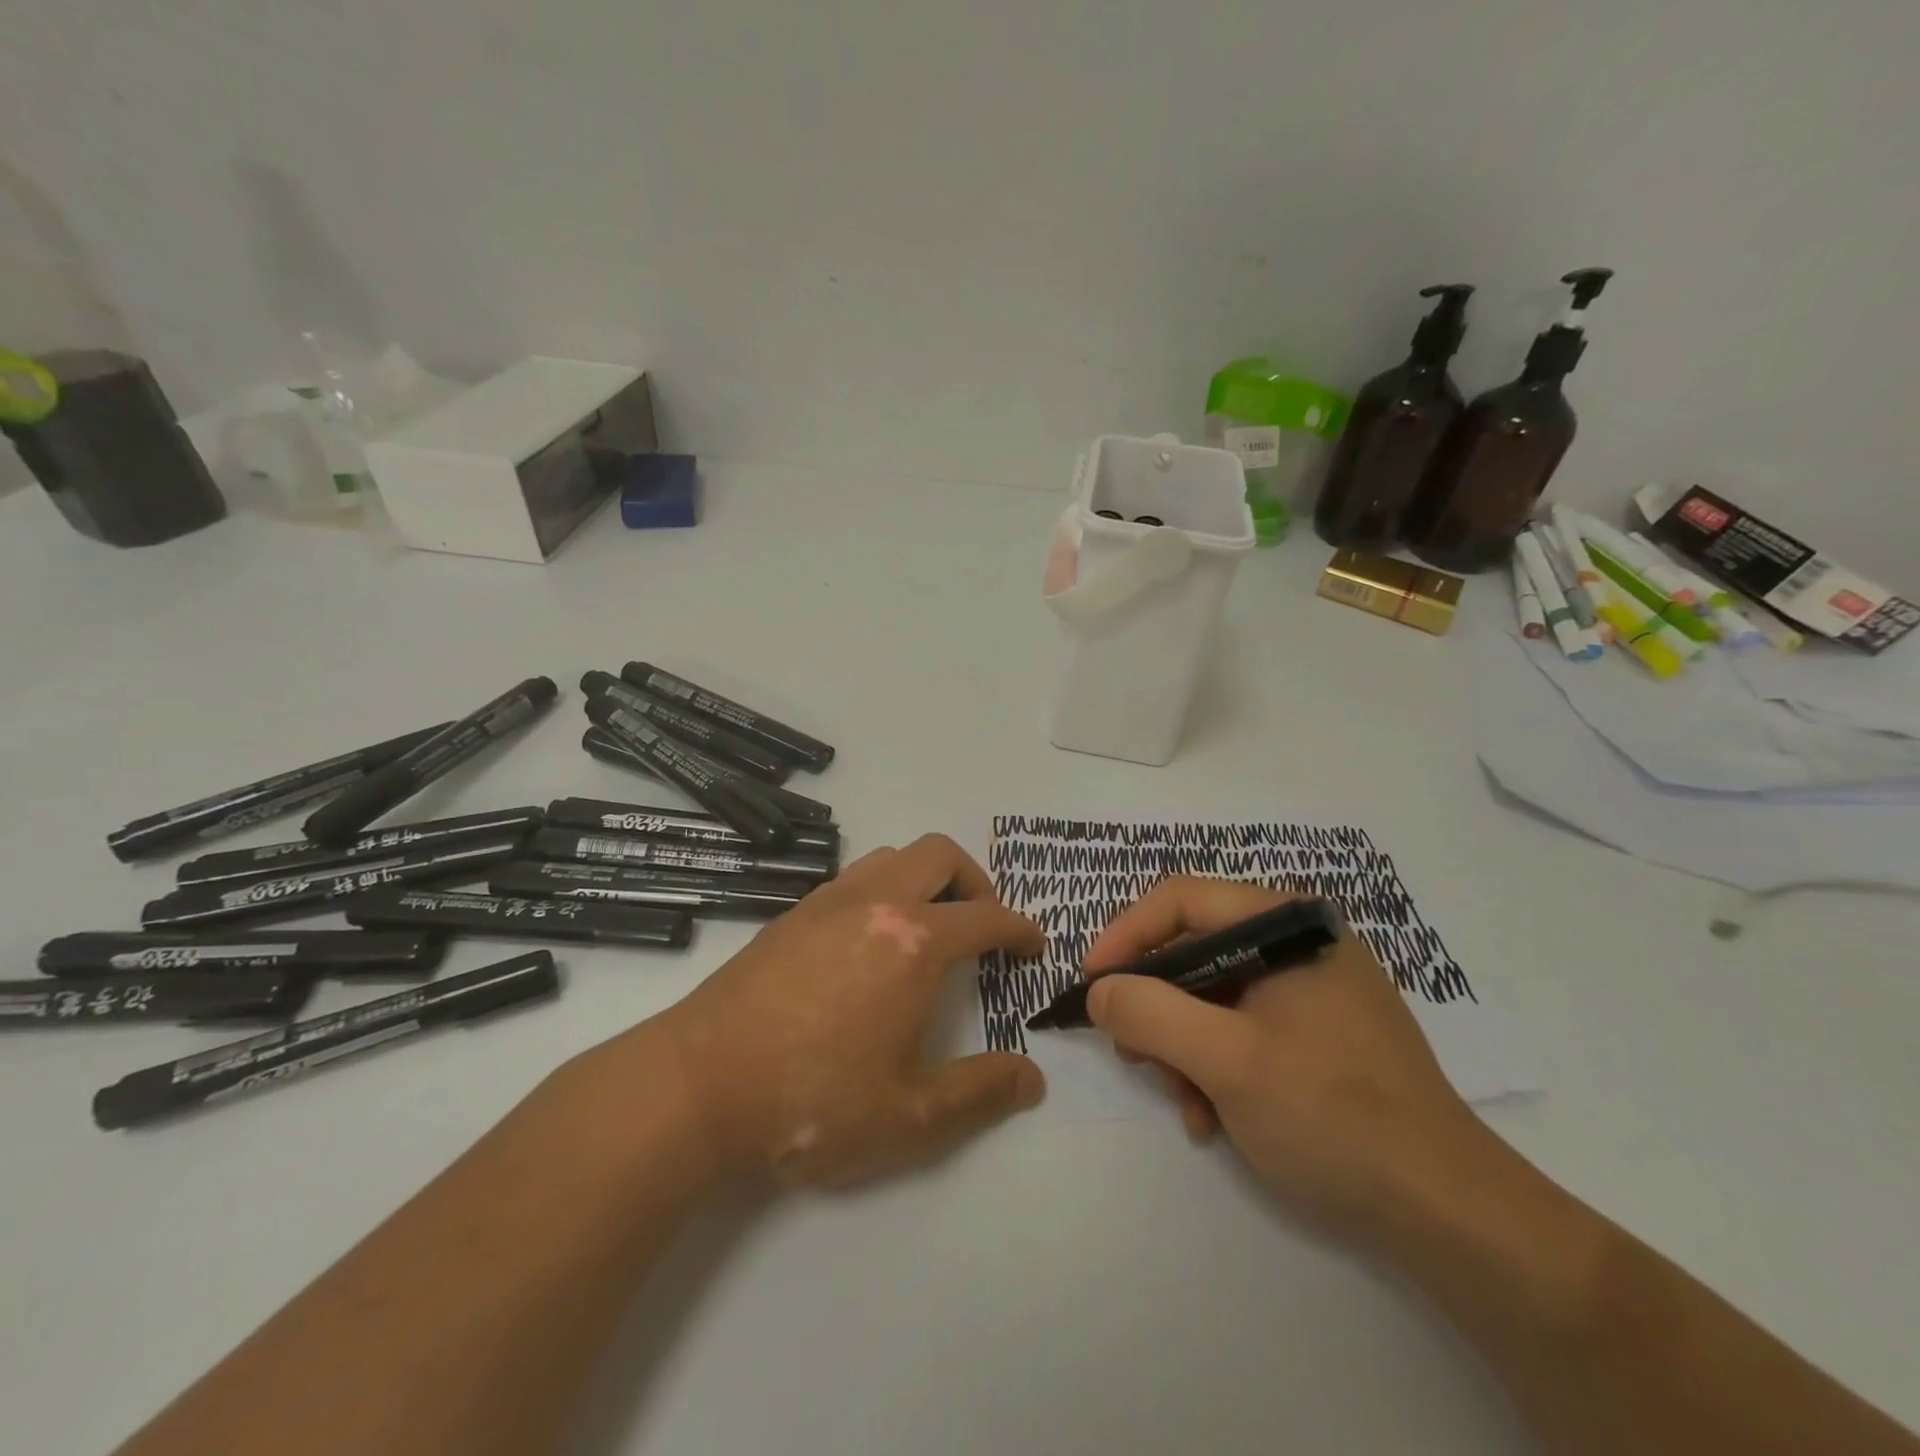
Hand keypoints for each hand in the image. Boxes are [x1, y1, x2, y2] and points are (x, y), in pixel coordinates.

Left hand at [629, 834, 1047, 1186]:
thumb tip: (1033, 1081)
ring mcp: (828, 901)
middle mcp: (875, 902)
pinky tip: (871, 943)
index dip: (1020, 928)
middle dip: (975, 882)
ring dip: (925, 879)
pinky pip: (855, 876)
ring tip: (928, 929)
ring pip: (893, 856)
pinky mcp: (793, 912)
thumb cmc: (811, 1102)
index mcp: (913, 943)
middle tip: (982, 928)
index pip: (986, 917)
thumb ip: (979, 1093)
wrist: (697, 1086)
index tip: (1032, 946)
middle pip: (940, 855)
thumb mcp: (908, 1116)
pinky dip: (884, 889)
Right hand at [1082, 877, 1492, 1241]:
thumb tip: (1099, 992)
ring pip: (1213, 994)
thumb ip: (1151, 1015)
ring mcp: (1312, 988)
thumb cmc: (1334, 1117)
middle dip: (1156, 1005)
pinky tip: (1215, 1118)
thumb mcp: (1227, 1063)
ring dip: (1183, 1048)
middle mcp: (1299, 943)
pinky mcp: (1319, 1031)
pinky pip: (1243, 1027)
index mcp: (1287, 924)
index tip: (1092, 986)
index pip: (1182, 900)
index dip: (1126, 936)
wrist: (1450, 1214)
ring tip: (1185, 1105)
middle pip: (1195, 949)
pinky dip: (1216, 1066)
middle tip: (1133, 1055)